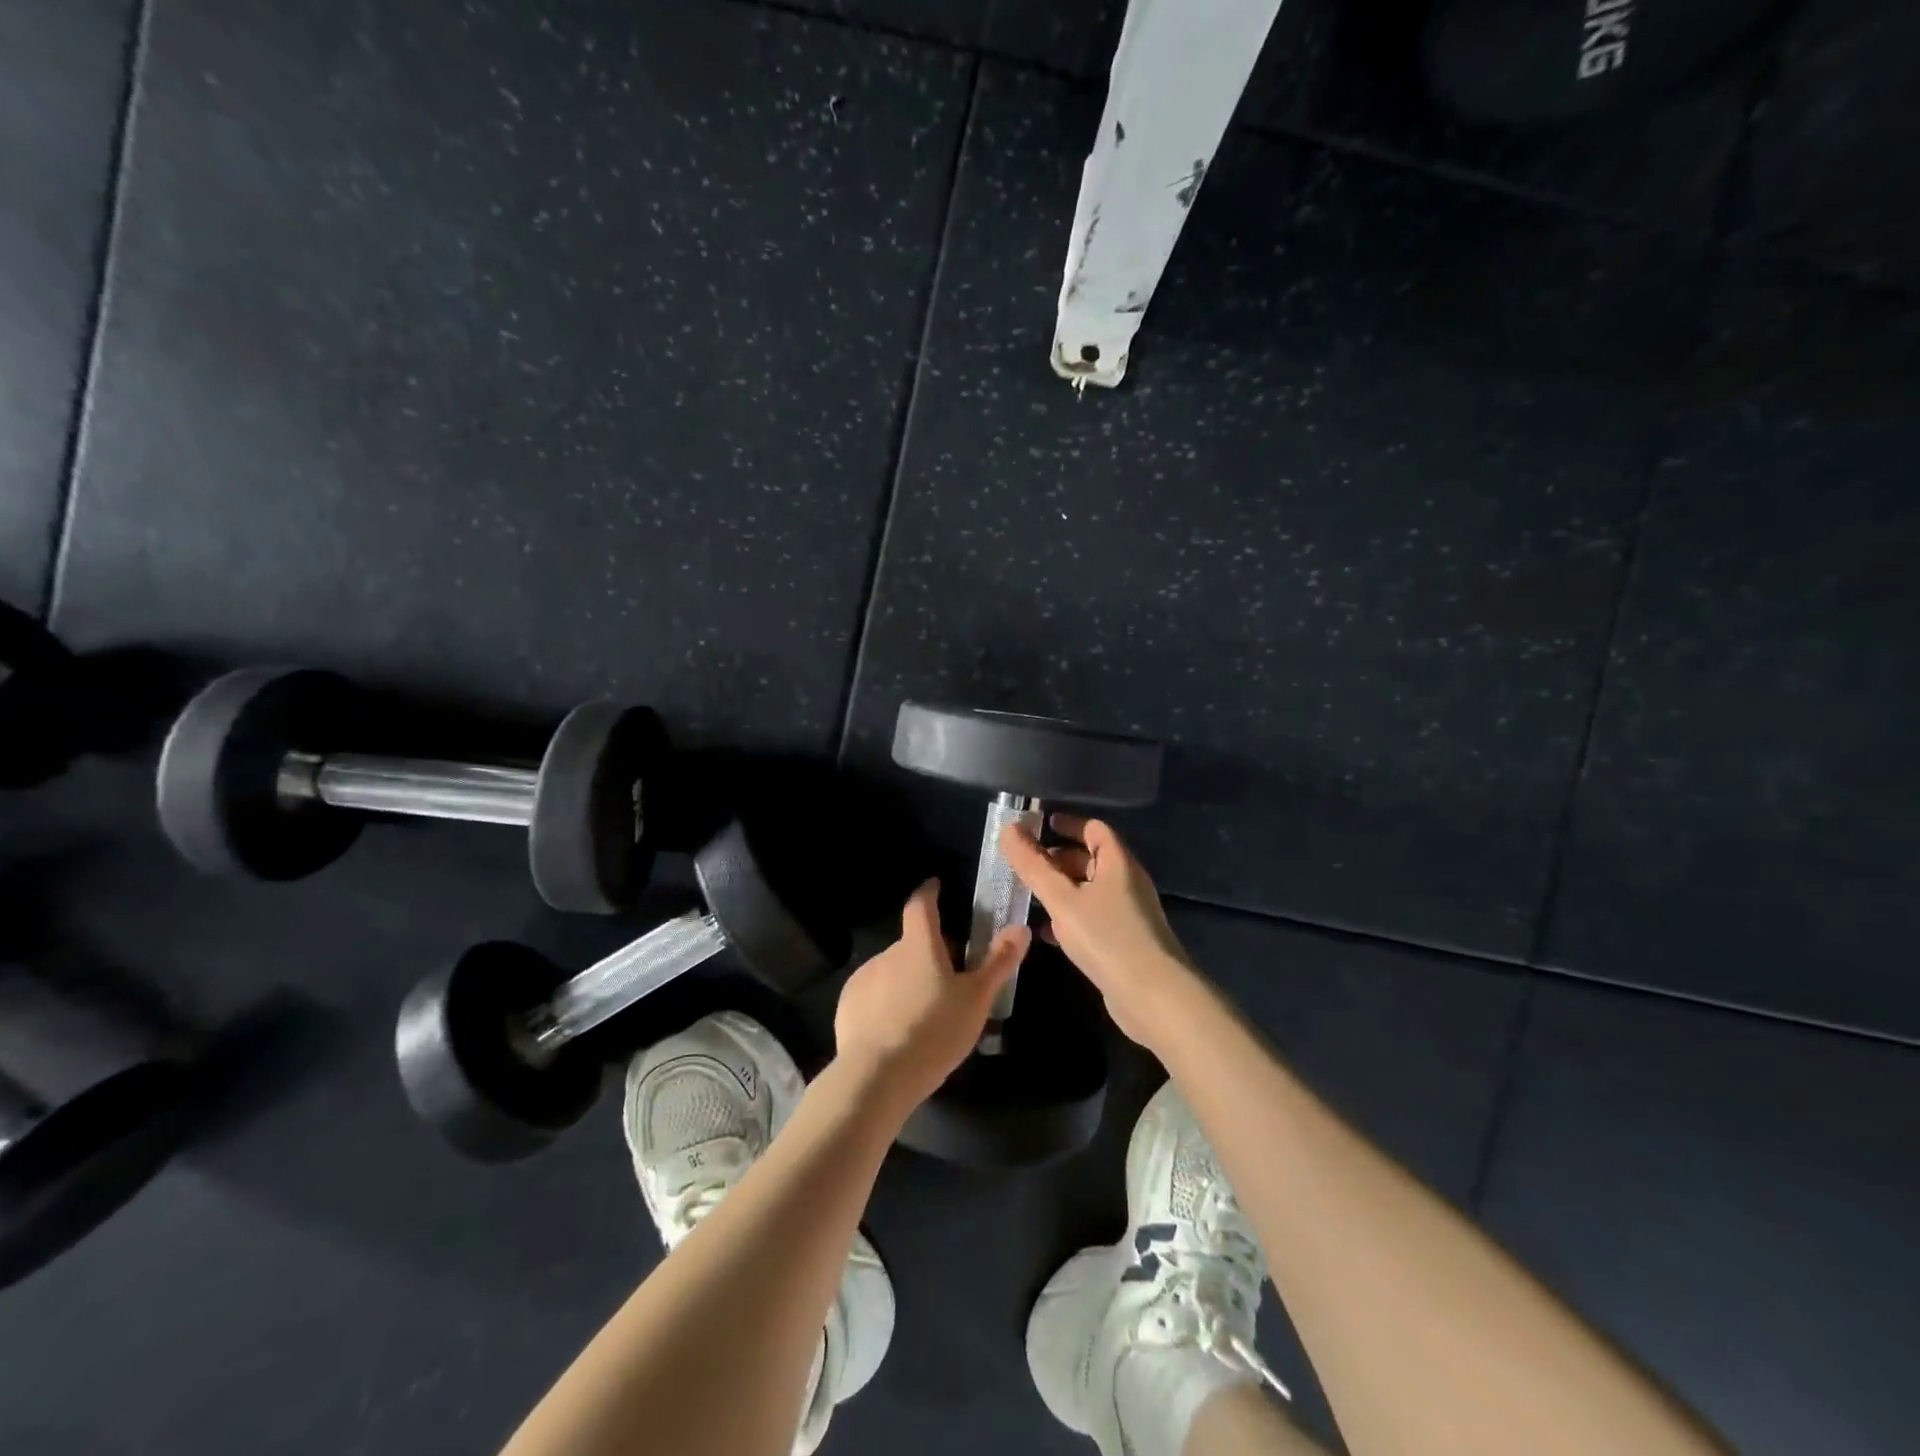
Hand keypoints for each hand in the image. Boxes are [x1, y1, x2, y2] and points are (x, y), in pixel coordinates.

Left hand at [833, 879, 1029, 1112]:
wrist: (877, 1076)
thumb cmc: (934, 1030)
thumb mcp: (976, 999)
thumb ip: (998, 961)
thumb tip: (1020, 927)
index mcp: (919, 944)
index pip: (921, 904)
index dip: (929, 893)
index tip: (935, 886)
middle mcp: (887, 953)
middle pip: (911, 943)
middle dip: (928, 953)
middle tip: (949, 978)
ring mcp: (863, 978)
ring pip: (891, 971)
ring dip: (906, 980)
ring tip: (924, 1012)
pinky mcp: (847, 1006)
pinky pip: (872, 995)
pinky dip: (885, 1003)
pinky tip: (896, 1031)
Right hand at [999, 814, 1199, 1052]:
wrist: (1154, 997)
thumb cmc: (1107, 938)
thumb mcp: (1062, 899)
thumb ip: (1033, 866)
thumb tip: (1008, 828)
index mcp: (1118, 863)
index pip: (1094, 829)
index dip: (1068, 824)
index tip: (1039, 826)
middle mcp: (1127, 883)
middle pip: (1092, 859)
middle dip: (1058, 858)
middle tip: (1026, 864)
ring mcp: (1128, 914)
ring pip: (1090, 891)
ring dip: (1062, 890)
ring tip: (1029, 896)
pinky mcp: (1125, 942)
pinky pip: (1093, 918)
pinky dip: (1070, 918)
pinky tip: (1046, 933)